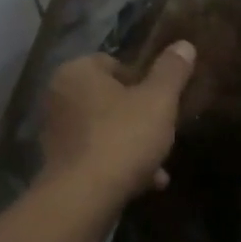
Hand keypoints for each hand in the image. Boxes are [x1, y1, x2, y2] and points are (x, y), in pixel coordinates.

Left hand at [38, 43, 196, 204]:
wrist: (85, 197)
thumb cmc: (123, 136)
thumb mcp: (159, 100)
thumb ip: (172, 71)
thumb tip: (184, 44)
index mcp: (76, 72)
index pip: (113, 63)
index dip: (143, 80)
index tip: (162, 100)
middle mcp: (59, 97)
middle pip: (110, 99)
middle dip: (140, 117)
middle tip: (164, 131)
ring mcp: (56, 133)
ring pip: (106, 130)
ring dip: (134, 145)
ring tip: (161, 166)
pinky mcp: (60, 165)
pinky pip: (97, 156)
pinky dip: (120, 165)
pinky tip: (147, 183)